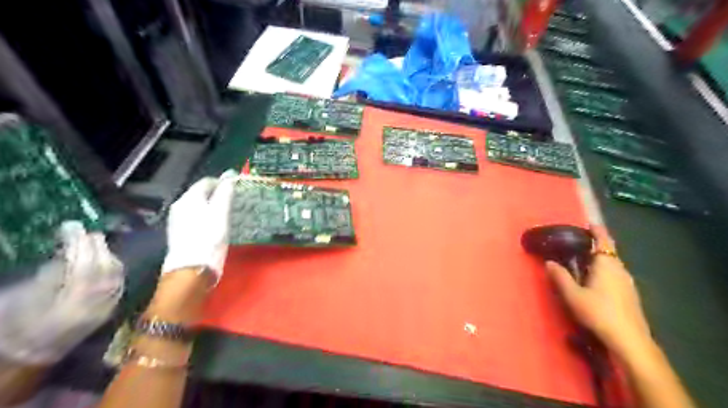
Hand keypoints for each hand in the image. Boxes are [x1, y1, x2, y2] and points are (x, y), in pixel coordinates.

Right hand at [0, 221, 122, 365]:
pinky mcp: (109, 312)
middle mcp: (94, 307)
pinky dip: (114, 269)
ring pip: (116, 275)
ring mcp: (105, 310)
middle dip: (97, 247)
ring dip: (108, 255)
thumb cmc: (13, 325)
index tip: (72, 226)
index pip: (83, 266)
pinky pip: (119, 284)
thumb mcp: (20, 296)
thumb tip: (70, 250)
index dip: (79, 244)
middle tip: (86, 233)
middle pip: (105, 269)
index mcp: (67, 304)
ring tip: (95, 243)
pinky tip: (105, 260)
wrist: (24, 357)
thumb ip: (50, 273)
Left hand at [161, 171, 235, 282]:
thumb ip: (225, 192)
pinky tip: (215, 226)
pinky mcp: (179, 233)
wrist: (191, 269)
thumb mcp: (221, 213)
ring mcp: (177, 220)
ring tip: (227, 215)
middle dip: (217, 195)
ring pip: (198, 206)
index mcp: (190, 198)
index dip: (223, 183)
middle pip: (201, 194)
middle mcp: (180, 205)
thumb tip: (230, 175)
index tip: (238, 190)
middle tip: (235, 202)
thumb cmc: (209, 238)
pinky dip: (206, 217)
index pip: (207, 181)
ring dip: (212, 207)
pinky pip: (195, 218)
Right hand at [545, 224, 653, 358]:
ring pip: (612, 264)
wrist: (629, 340)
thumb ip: (560, 277)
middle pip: (608, 251)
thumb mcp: (572, 295)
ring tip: (581, 262)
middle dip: (594, 246)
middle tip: (575, 245)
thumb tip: (549, 262)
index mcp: (607, 264)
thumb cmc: (599, 312)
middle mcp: (620, 269)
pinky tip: (593, 281)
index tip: (587, 223)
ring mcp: (628, 282)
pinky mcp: (630, 294)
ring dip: (598, 260)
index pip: (604, 240)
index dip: (596, 230)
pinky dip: (603, 271)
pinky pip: (615, 274)